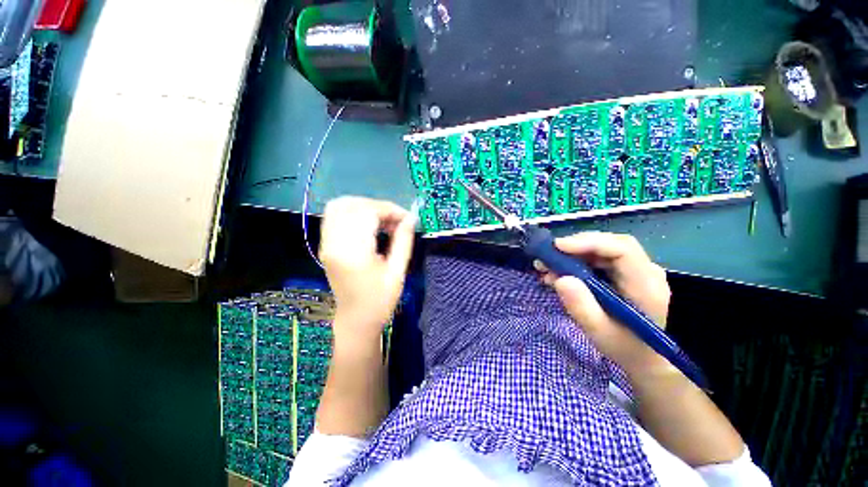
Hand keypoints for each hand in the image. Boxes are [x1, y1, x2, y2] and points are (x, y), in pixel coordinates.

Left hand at [319, 197, 415, 344]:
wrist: (356, 319)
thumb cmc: (380, 300)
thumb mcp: (398, 271)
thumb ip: (404, 241)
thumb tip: (411, 218)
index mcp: (353, 253)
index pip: (367, 213)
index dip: (389, 210)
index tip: (406, 218)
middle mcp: (334, 244)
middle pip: (352, 205)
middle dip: (378, 206)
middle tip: (395, 220)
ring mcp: (326, 244)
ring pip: (339, 206)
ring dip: (364, 206)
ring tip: (382, 220)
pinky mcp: (325, 245)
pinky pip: (334, 216)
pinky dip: (353, 213)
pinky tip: (369, 224)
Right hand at [536, 232, 671, 376]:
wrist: (644, 358)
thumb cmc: (625, 348)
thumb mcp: (599, 333)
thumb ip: (581, 307)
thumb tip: (560, 279)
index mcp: (646, 285)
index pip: (622, 249)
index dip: (589, 242)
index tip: (558, 247)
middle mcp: (644, 271)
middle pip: (609, 244)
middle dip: (574, 247)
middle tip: (547, 257)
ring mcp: (633, 270)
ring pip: (600, 249)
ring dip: (570, 255)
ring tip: (545, 266)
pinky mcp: (621, 273)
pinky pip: (596, 259)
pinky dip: (573, 262)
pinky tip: (556, 273)